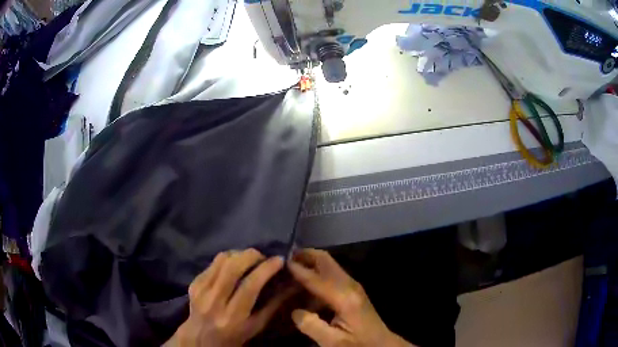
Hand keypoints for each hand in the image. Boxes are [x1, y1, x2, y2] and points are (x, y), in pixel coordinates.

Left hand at [165, 249, 290, 346]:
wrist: (201, 337)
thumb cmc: (234, 335)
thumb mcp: (256, 326)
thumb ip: (273, 305)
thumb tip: (290, 285)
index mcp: (233, 316)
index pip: (249, 286)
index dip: (265, 269)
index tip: (279, 260)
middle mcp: (214, 301)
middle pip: (232, 268)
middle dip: (251, 255)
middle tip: (262, 256)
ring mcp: (201, 290)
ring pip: (221, 260)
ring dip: (238, 254)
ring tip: (249, 259)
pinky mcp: (194, 283)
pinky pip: (212, 263)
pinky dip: (226, 260)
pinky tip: (233, 266)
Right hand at [288, 249, 414, 346]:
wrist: (380, 343)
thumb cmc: (357, 343)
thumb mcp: (332, 341)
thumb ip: (311, 326)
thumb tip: (295, 311)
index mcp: (344, 298)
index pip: (316, 278)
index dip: (298, 270)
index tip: (281, 262)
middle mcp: (350, 285)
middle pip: (326, 261)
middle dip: (306, 255)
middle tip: (285, 257)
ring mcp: (353, 285)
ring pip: (329, 264)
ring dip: (311, 261)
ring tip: (292, 265)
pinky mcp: (353, 289)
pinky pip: (332, 272)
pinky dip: (317, 269)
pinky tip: (306, 280)